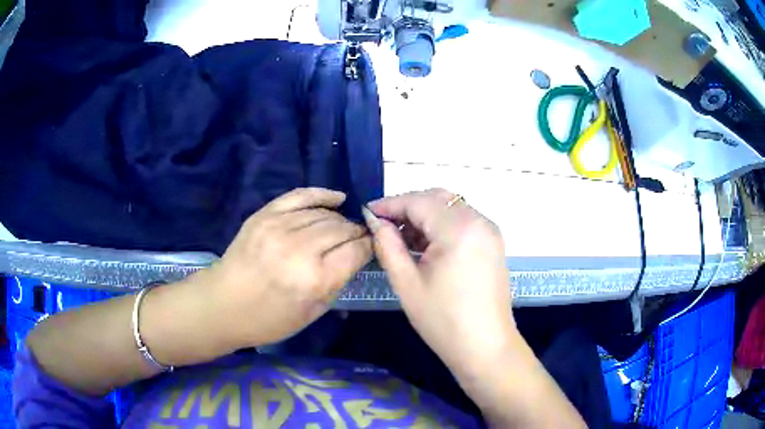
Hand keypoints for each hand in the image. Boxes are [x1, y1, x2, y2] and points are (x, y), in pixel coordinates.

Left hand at [203, 188, 371, 348]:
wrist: (224, 304)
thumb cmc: (270, 319)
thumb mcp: (313, 312)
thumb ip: (338, 281)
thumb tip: (356, 255)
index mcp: (315, 279)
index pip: (356, 250)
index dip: (369, 247)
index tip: (372, 247)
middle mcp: (300, 248)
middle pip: (342, 228)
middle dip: (356, 233)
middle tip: (359, 239)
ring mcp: (280, 227)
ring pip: (325, 213)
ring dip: (340, 219)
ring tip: (343, 227)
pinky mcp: (265, 215)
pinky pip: (300, 196)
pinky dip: (321, 194)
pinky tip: (336, 198)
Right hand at [364, 189, 515, 383]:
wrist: (485, 347)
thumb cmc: (443, 321)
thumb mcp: (407, 283)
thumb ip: (388, 245)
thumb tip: (375, 221)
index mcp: (459, 228)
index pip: (418, 201)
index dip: (390, 204)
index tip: (367, 212)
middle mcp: (479, 221)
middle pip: (437, 198)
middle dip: (407, 206)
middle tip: (383, 225)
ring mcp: (489, 231)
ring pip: (451, 207)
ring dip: (424, 215)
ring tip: (401, 238)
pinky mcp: (493, 243)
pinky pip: (463, 221)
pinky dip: (441, 225)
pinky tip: (425, 245)